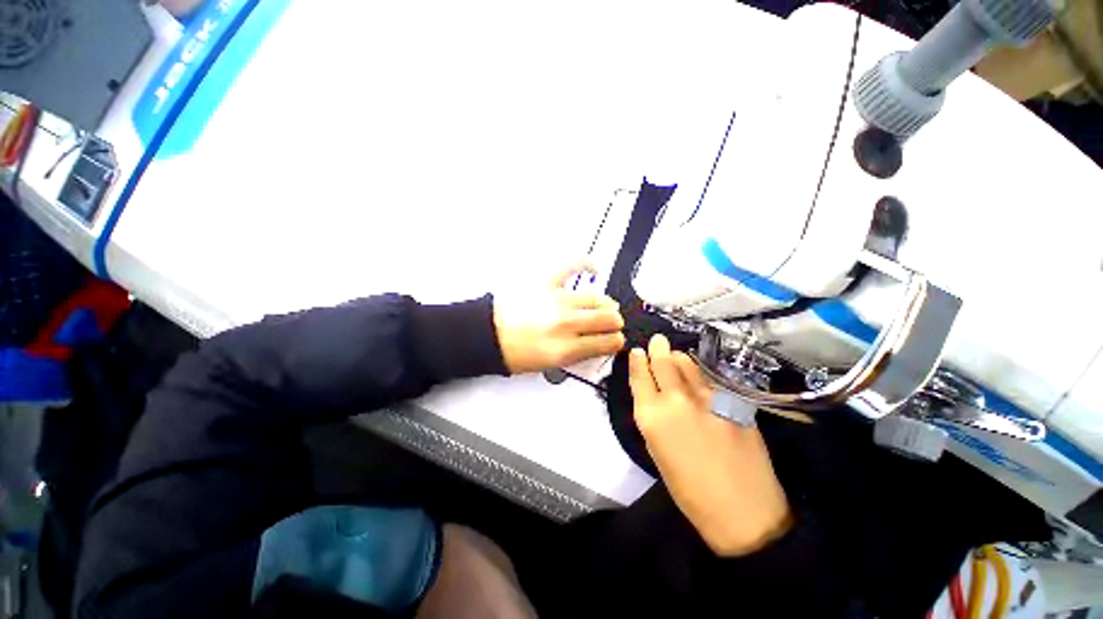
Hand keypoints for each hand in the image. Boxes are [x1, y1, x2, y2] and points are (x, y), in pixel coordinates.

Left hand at [493, 263, 625, 373]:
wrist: (487, 334)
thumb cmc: (512, 351)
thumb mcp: (549, 364)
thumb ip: (577, 354)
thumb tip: (597, 344)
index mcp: (565, 349)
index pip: (606, 343)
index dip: (615, 342)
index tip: (616, 340)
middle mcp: (565, 323)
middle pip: (606, 319)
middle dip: (614, 322)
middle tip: (613, 322)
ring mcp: (556, 300)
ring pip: (597, 298)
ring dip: (606, 304)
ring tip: (604, 305)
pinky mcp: (545, 281)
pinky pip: (573, 265)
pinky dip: (586, 263)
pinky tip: (594, 268)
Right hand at [629, 334, 792, 556]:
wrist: (743, 512)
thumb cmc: (689, 491)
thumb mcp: (657, 453)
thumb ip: (653, 419)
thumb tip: (654, 396)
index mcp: (651, 417)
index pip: (639, 377)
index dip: (637, 361)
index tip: (637, 351)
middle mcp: (675, 401)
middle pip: (663, 363)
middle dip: (657, 348)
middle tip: (657, 340)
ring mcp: (706, 398)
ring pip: (687, 364)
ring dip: (678, 356)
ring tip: (675, 354)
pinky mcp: (731, 401)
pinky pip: (710, 377)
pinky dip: (699, 371)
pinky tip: (699, 372)